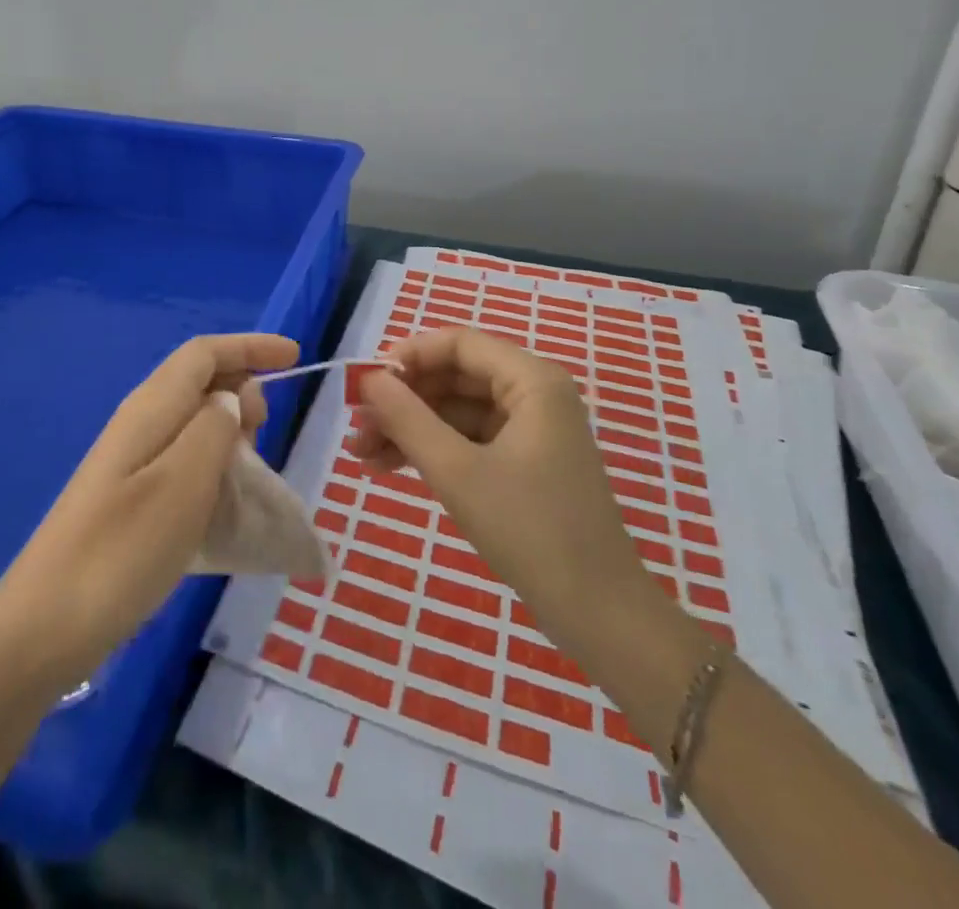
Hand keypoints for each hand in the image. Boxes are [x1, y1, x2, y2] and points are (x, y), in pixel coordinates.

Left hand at [0, 333, 298, 687]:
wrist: (44, 628)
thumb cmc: (121, 550)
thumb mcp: (182, 483)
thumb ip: (214, 429)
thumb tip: (231, 399)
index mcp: (151, 408)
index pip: (204, 353)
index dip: (250, 347)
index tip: (295, 357)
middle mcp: (140, 423)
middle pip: (199, 381)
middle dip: (243, 390)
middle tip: (268, 431)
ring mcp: (131, 462)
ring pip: (194, 422)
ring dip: (231, 431)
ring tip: (253, 470)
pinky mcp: (129, 497)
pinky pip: (184, 460)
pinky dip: (214, 465)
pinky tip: (225, 502)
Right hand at [353, 328, 664, 649]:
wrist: (600, 615)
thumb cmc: (531, 531)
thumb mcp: (457, 472)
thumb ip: (408, 419)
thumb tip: (369, 380)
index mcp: (532, 381)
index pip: (458, 344)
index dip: (408, 357)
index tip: (366, 385)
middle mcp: (535, 394)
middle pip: (455, 376)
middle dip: (403, 400)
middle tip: (358, 428)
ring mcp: (532, 429)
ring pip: (458, 410)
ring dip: (411, 427)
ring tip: (362, 455)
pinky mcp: (526, 462)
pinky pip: (470, 439)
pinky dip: (433, 449)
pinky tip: (391, 467)